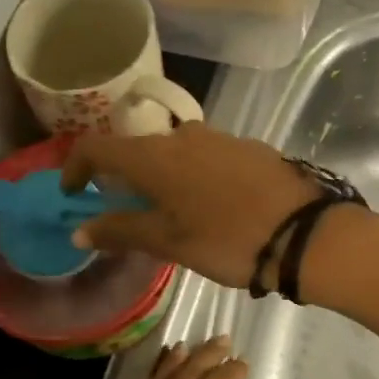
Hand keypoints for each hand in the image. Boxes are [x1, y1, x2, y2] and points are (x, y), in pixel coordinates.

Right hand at [63, 124, 319, 288]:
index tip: (74, 193)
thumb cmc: (227, 240)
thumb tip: (79, 231)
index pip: (97, 147)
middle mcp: (181, 136)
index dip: (76, 167)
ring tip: (174, 214)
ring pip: (173, 152)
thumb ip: (120, 231)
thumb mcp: (169, 242)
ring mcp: (217, 137)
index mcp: (154, 157)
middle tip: (128, 213)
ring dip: (162, 177)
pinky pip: (204, 156)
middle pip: (137, 149)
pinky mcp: (247, 146)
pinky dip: (193, 175)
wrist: (305, 232)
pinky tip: (212, 205)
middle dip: (124, 178)